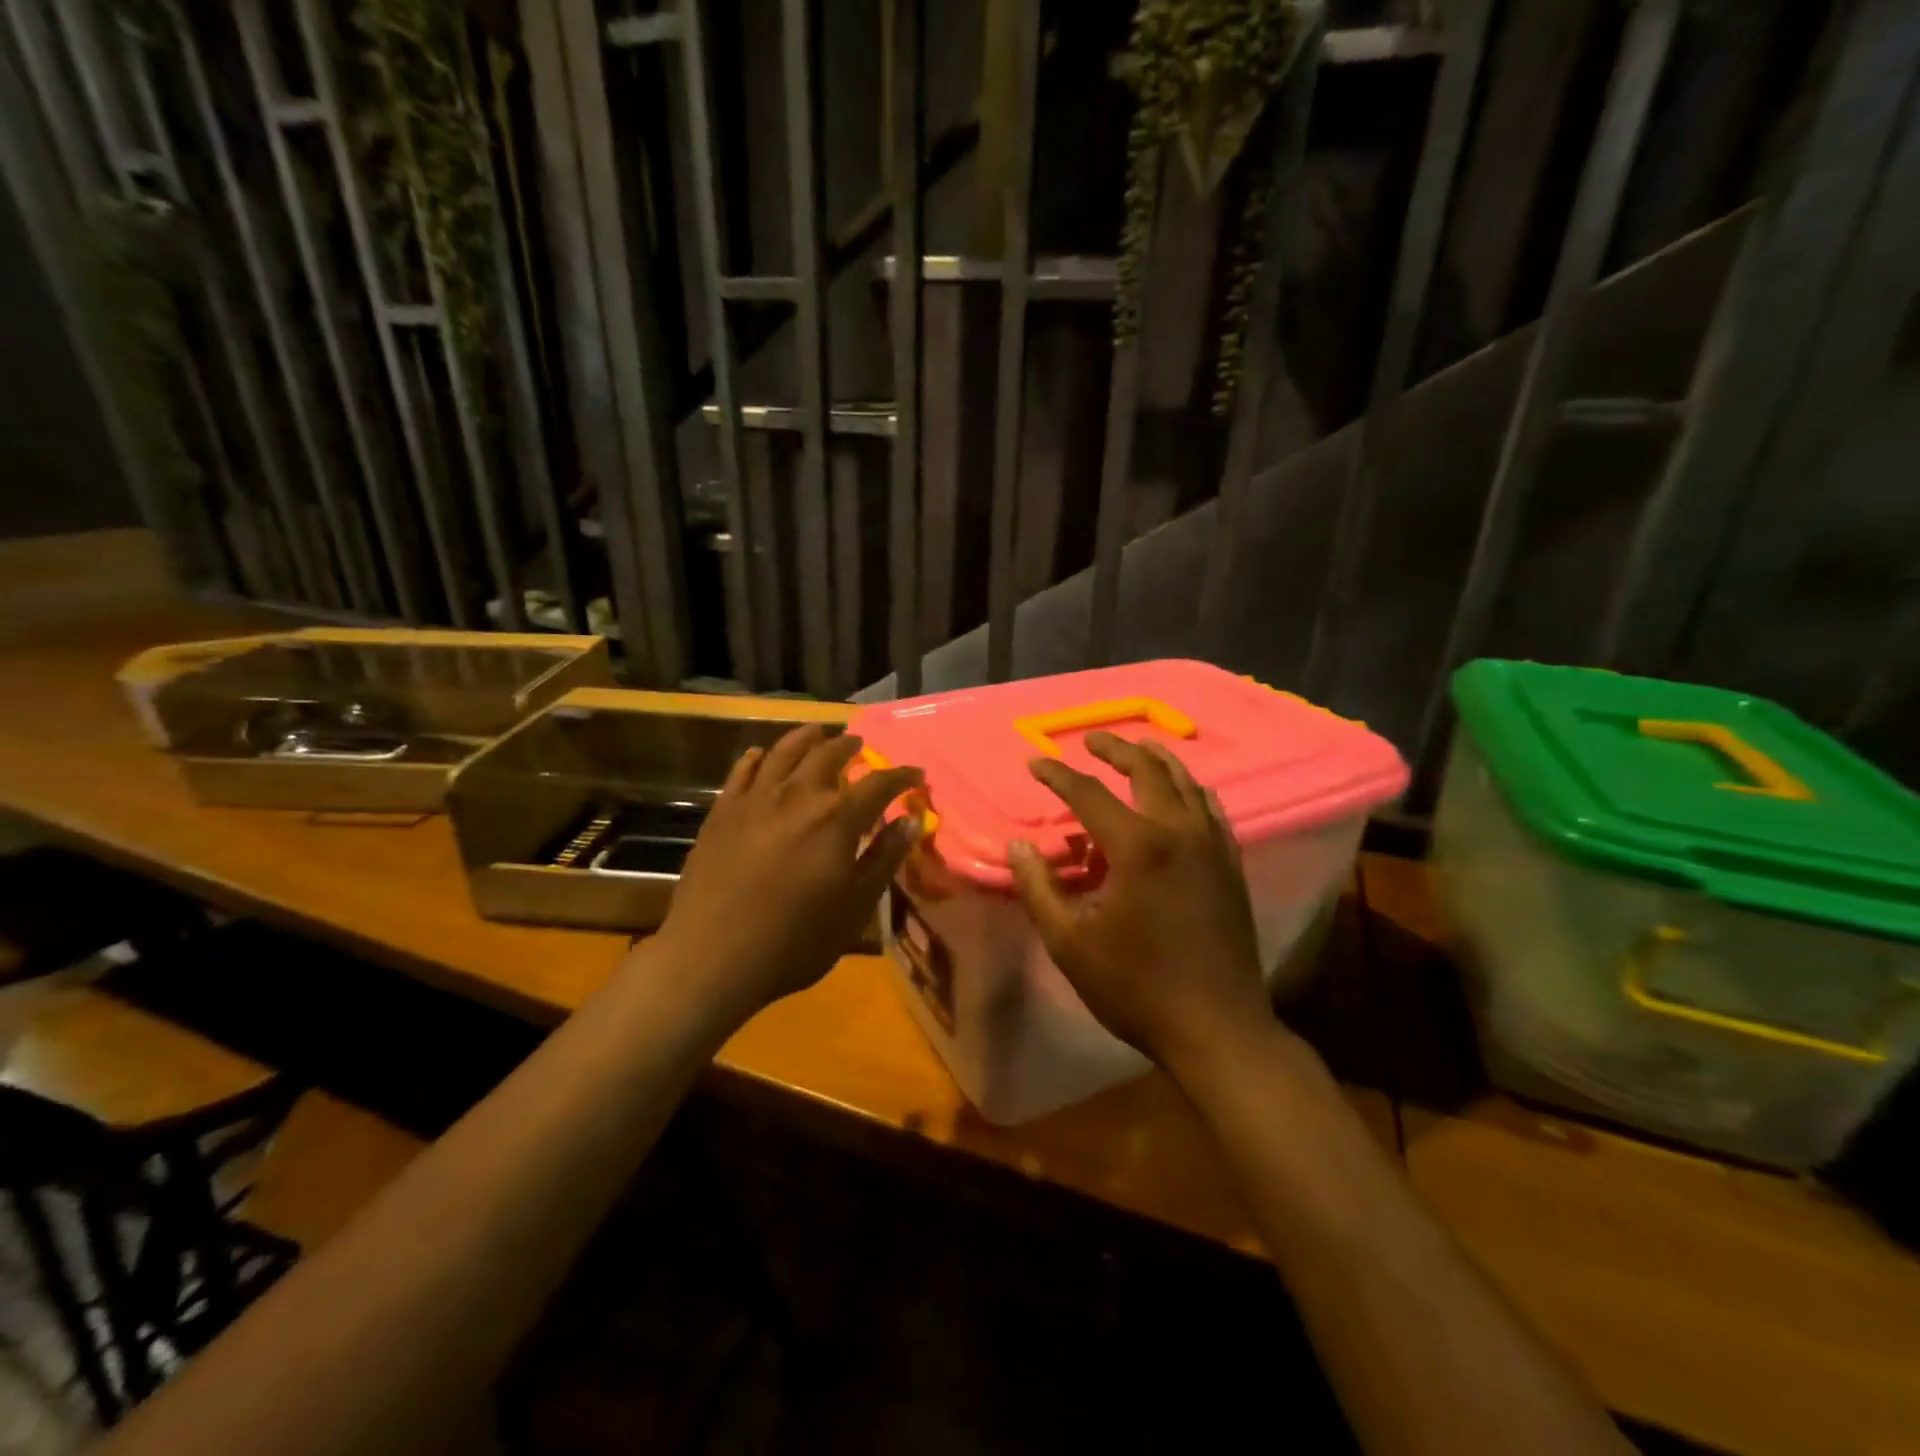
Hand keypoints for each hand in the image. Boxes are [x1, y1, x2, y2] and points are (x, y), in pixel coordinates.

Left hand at [650, 724, 922, 1025]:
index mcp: (836, 818)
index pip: (879, 783)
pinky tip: (762, 755)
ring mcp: (755, 799)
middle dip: (850, 746)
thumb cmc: (795, 940)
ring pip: (784, 752)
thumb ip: (884, 858)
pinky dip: (758, 758)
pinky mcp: (722, 812)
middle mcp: (798, 795)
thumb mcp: (854, 906)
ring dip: (806, 738)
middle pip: (829, 755)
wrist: (712, 956)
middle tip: (861, 746)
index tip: (916, 775)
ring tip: (818, 732)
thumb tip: (910, 820)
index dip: (901, 776)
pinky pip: (742, 772)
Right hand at [1008, 731, 1273, 1079]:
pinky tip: (1185, 794)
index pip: (1088, 793)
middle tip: (1092, 740)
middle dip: (1116, 750)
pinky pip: (1211, 810)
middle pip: (1147, 771)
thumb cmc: (1136, 986)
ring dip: (1158, 761)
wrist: (1218, 1027)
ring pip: (1187, 784)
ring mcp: (1212, 847)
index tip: (1035, 761)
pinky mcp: (1231, 866)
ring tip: (1140, 748)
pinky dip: (1191, 791)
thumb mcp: (1070, 943)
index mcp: (1137, 846)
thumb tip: (1017, 847)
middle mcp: (1178, 832)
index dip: (1057, 775)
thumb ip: (1039, 888)